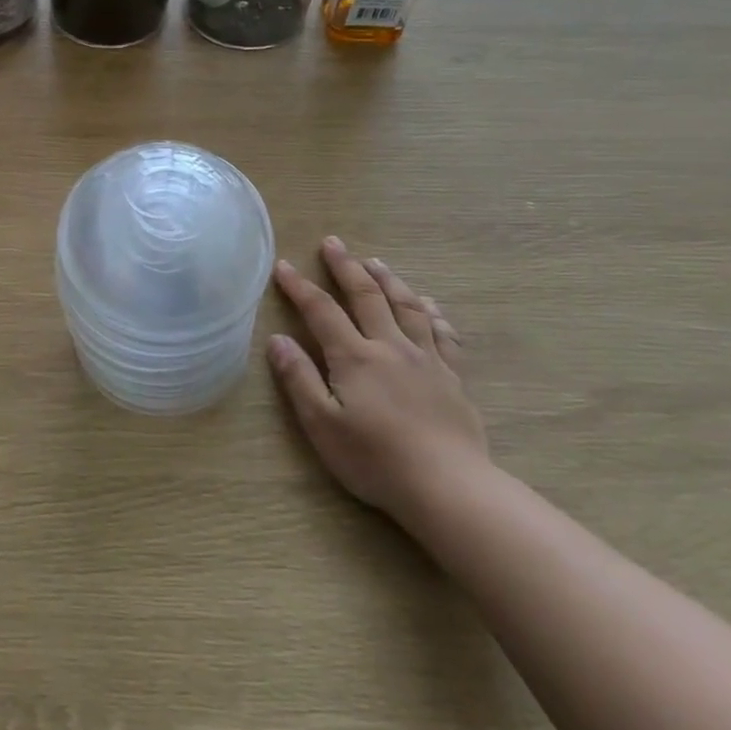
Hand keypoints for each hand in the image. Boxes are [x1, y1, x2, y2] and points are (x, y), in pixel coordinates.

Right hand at [268, 237, 489, 523]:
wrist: (449, 486)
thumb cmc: (375, 459)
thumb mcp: (322, 424)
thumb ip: (299, 378)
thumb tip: (277, 339)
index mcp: (355, 357)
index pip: (321, 311)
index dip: (300, 286)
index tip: (283, 266)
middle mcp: (390, 347)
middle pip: (366, 296)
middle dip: (346, 267)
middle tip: (333, 243)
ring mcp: (426, 359)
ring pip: (407, 306)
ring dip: (388, 280)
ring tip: (375, 262)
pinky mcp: (453, 377)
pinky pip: (443, 333)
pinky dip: (432, 312)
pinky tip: (429, 304)